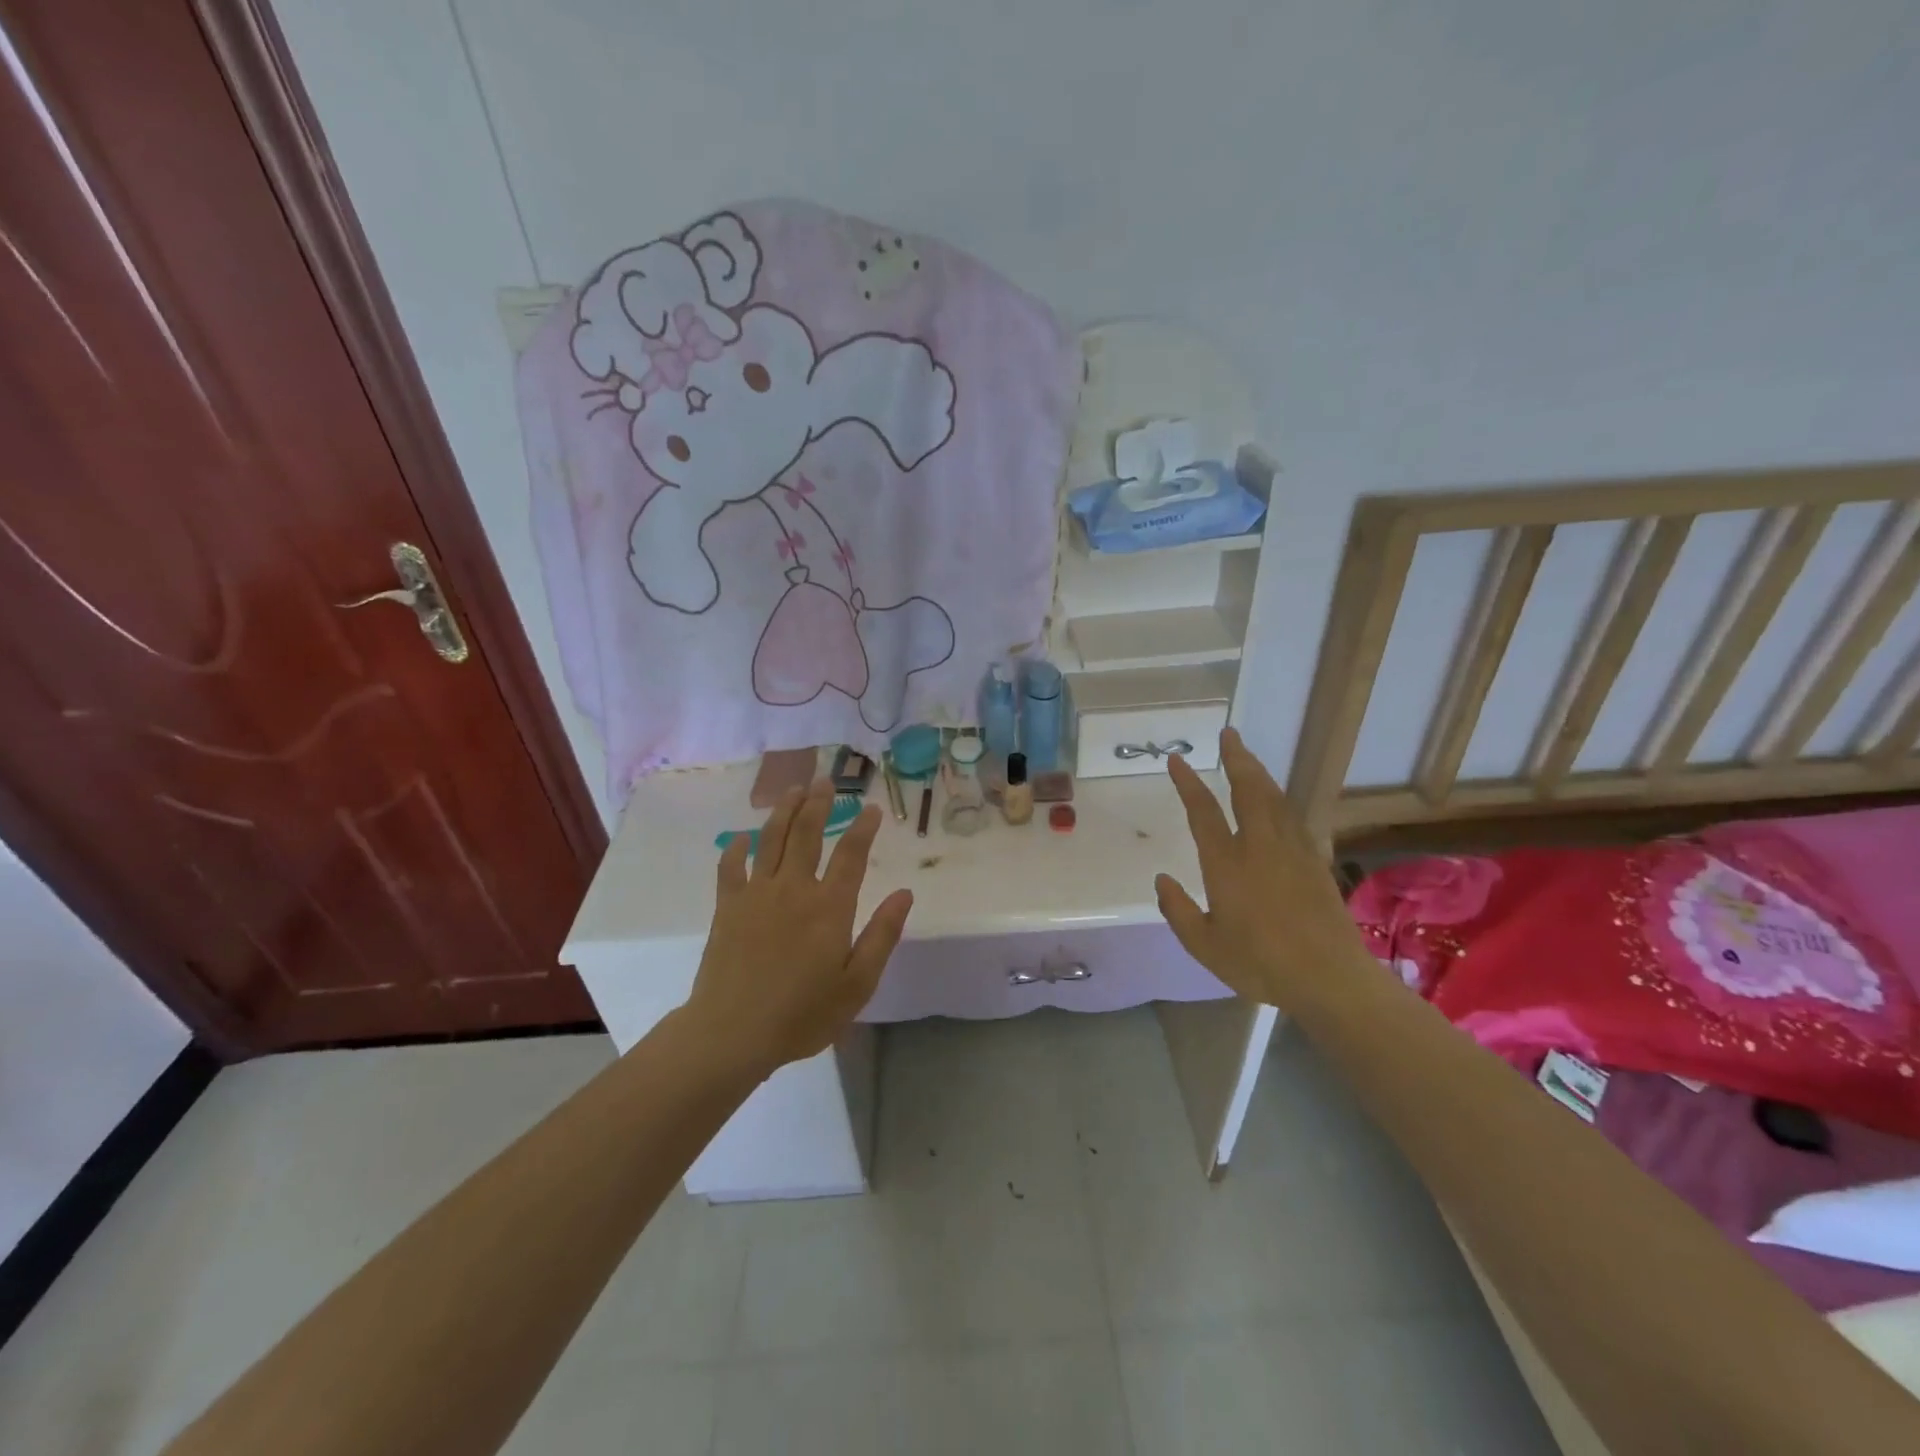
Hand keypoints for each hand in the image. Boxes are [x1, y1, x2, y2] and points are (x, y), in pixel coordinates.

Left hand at [686, 780, 912, 1074]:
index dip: (863, 828)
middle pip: (807, 833)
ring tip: (794, 789)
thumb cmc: (802, 1014)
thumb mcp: (857, 984)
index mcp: (829, 907)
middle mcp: (794, 888)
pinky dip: (736, 848)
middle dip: (819, 803)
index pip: (851, 854)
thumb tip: (904, 893)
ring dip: (784, 811)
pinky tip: (742, 837)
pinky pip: (730, 866)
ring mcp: (757, 894)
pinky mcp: (727, 906)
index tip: (871, 808)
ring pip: (771, 839)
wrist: (732, 1032)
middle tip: (826, 780)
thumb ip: (882, 935)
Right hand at [1155, 728, 1369, 1014]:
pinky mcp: (1315, 862)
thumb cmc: (1260, 963)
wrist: (1329, 977)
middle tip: (1229, 734)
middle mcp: (1259, 847)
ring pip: (1274, 799)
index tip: (1176, 759)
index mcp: (1227, 864)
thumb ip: (1178, 910)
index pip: (1203, 812)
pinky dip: (1281, 800)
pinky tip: (1278, 800)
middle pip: (1248, 790)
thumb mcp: (1204, 945)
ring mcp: (1292, 851)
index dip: (1188, 783)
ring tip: (1247, 757)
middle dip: (1236, 759)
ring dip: (1259, 773)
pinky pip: (1294, 818)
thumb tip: (1162, 879)